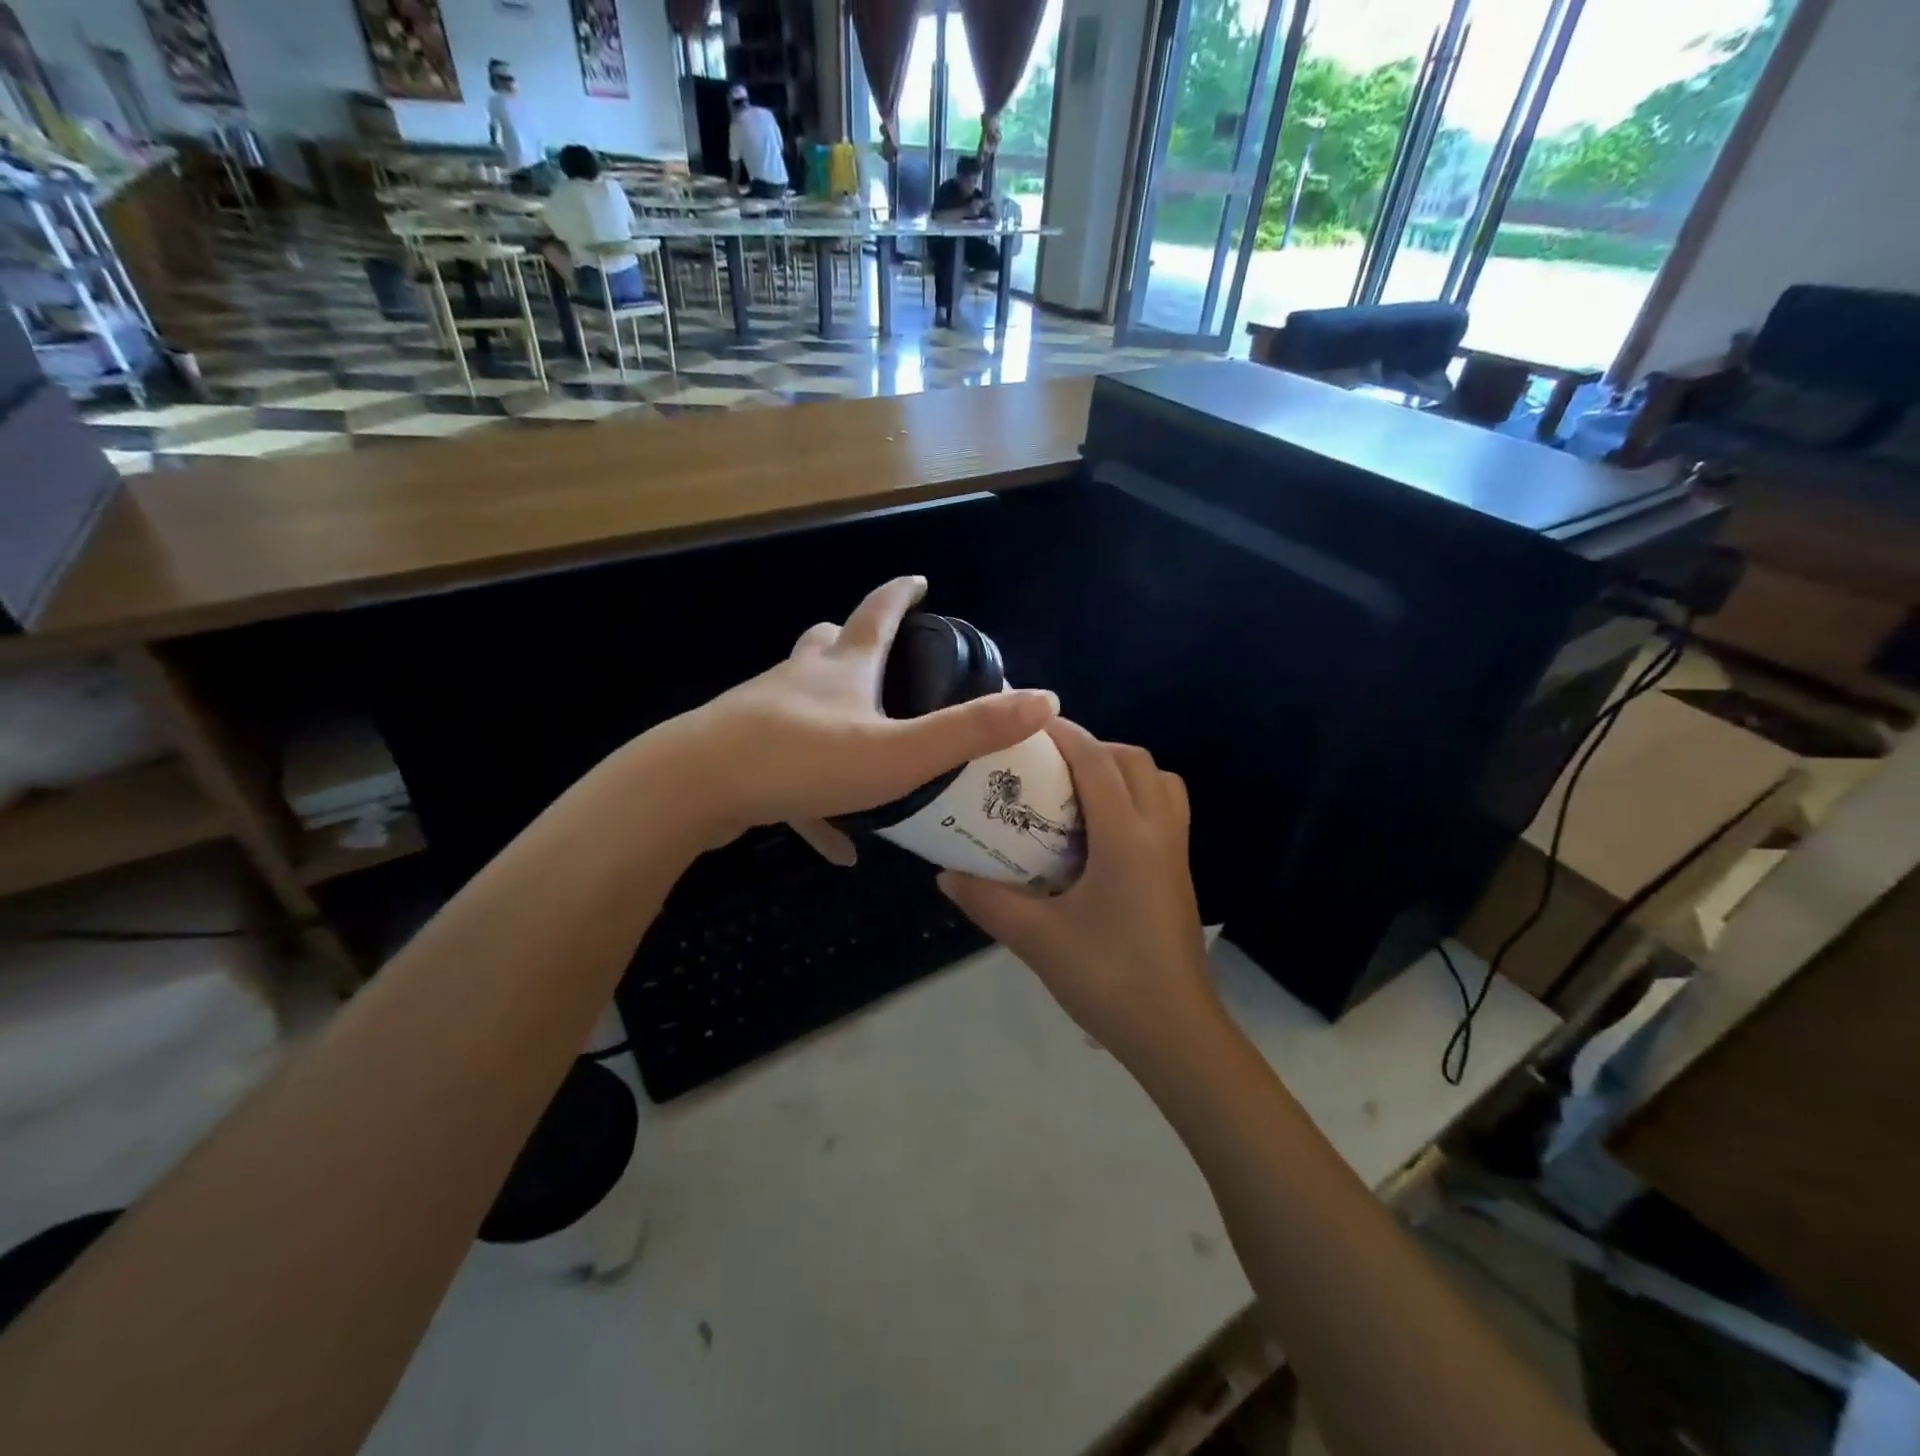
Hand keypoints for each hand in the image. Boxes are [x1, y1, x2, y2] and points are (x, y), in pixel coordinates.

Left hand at [666, 576, 1056, 847]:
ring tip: (860, 748)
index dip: (901, 594)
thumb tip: (1047, 701)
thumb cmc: (804, 761)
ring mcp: (762, 715)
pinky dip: (812, 799)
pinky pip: (785, 774)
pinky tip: (833, 846)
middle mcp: (800, 681)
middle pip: (826, 647)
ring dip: (831, 717)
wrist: (693, 788)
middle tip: (881, 660)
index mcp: (842, 670)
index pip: (877, 614)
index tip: (918, 579)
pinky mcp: (739, 757)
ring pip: (800, 705)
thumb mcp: (899, 753)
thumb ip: (970, 731)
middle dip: (852, 644)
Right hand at [937, 720, 1222, 1070]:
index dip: (1063, 734)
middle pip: (1133, 760)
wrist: (1175, 1034)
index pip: (1097, 761)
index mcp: (1126, 838)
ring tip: (1076, 792)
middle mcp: (1158, 832)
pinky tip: (1099, 833)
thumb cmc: (1107, 980)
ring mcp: (1176, 852)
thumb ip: (987, 901)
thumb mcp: (1037, 941)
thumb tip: (945, 873)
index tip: (1026, 726)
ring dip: (1119, 769)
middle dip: (1091, 747)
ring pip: (1158, 781)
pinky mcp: (1180, 872)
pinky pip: (1165, 808)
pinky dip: (1135, 796)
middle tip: (1046, 766)